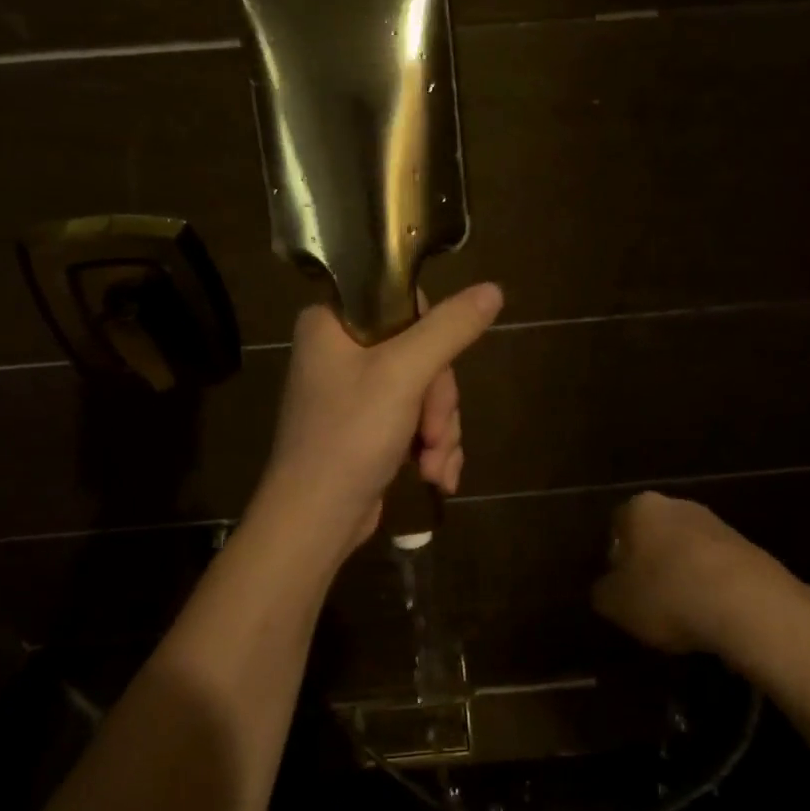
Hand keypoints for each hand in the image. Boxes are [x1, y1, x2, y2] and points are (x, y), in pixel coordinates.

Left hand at [260, 282, 503, 546]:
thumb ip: (450, 329)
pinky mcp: (368, 427)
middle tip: (434, 434)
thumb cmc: (350, 437)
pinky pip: (416, 419)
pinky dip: (431, 447)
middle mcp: (340, 350)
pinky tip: (436, 477)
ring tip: (433, 467)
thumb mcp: (404, 375)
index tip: (433, 369)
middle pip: (422, 351)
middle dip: (438, 402)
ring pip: (426, 390)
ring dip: (440, 431)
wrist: (315, 521)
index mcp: (332, 322)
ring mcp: (354, 392)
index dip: (432, 334)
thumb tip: (494, 289)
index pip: (402, 299)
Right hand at [592, 492, 803, 654]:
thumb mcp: (615, 603)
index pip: (618, 523)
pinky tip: (712, 617)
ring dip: (683, 575)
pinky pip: (718, 569)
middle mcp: (679, 505)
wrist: (749, 606)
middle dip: (651, 562)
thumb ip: (603, 591)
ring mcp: (718, 525)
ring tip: (682, 614)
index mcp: (641, 508)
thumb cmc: (668, 594)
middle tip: (647, 599)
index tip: (619, 585)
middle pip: (655, 533)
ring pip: (688, 550)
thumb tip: (607, 587)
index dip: (615, 555)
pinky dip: (711, 588)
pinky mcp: (750, 549)